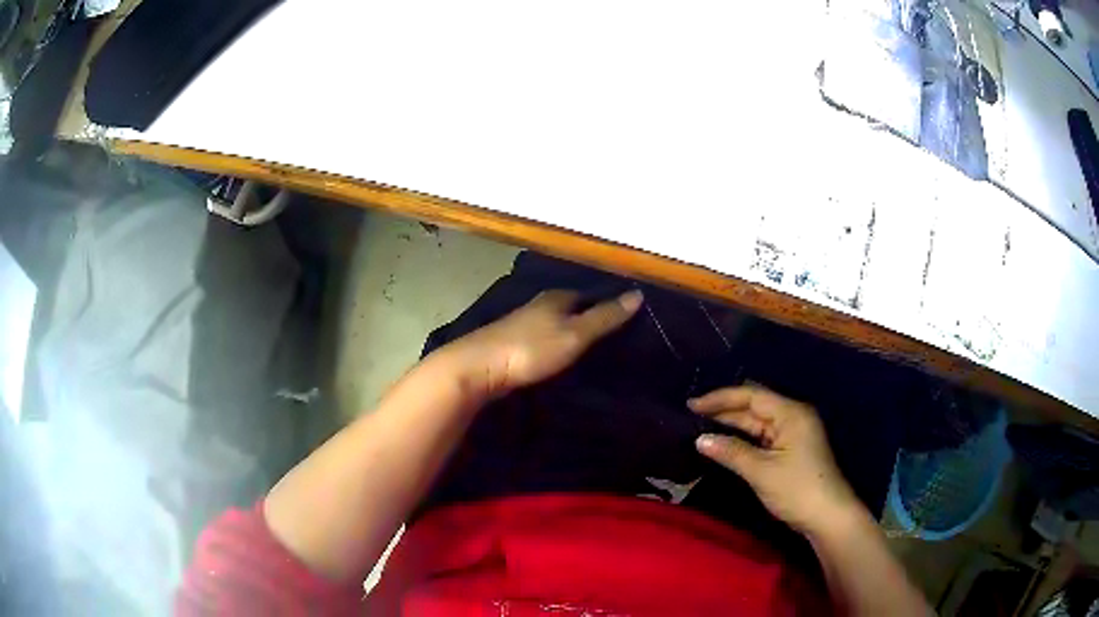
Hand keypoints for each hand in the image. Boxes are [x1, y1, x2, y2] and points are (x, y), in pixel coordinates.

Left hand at [436, 289, 643, 401]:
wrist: (480, 368)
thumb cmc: (531, 348)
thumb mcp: (576, 334)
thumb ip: (605, 317)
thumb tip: (637, 293)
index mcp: (557, 297)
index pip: (589, 294)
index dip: (606, 304)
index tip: (626, 320)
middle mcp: (539, 305)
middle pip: (571, 308)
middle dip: (588, 319)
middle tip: (613, 340)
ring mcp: (522, 324)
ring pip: (555, 324)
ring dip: (570, 334)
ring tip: (592, 352)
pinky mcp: (511, 344)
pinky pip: (542, 340)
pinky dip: (555, 346)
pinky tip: (560, 360)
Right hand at [691, 386, 861, 535]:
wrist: (828, 516)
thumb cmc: (797, 489)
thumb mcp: (761, 471)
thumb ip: (731, 452)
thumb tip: (700, 439)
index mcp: (791, 413)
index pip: (751, 396)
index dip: (720, 398)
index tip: (691, 405)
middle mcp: (793, 417)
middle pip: (754, 406)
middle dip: (724, 409)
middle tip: (691, 415)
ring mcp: (794, 434)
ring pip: (757, 422)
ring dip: (732, 424)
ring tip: (701, 426)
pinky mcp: (791, 450)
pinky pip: (762, 437)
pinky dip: (742, 438)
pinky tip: (724, 443)